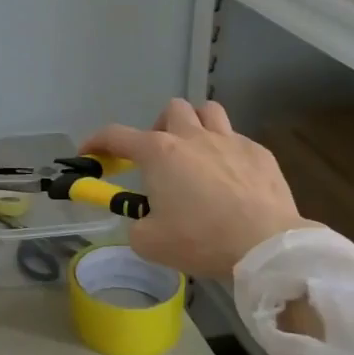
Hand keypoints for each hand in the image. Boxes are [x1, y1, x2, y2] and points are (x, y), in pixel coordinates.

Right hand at [82, 98, 312, 279]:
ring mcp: (229, 141)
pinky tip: (233, 179)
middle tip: (161, 158)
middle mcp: (191, 137)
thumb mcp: (149, 242)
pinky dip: (228, 154)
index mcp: (158, 153)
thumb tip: (143, 219)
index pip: (116, 136)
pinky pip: (238, 141)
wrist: (265, 245)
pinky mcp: (260, 154)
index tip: (87, 153)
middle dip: (161, 128)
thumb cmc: (200, 239)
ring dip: (197, 126)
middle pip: (172, 109)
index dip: (96, 142)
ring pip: (209, 111)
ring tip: (197, 154)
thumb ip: (136, 224)